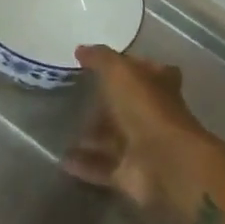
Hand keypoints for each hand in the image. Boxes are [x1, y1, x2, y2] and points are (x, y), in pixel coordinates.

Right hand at [64, 48, 207, 212]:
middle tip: (73, 98)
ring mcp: (143, 146)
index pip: (147, 70)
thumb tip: (81, 49)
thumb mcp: (119, 71)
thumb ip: (100, 58)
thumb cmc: (145, 108)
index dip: (131, 66)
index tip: (104, 64)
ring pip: (113, 138)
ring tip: (60, 129)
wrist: (165, 163)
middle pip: (126, 107)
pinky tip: (62, 158)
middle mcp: (153, 114)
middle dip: (103, 105)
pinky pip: (103, 167)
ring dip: (91, 136)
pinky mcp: (131, 174)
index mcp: (158, 85)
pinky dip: (84, 164)